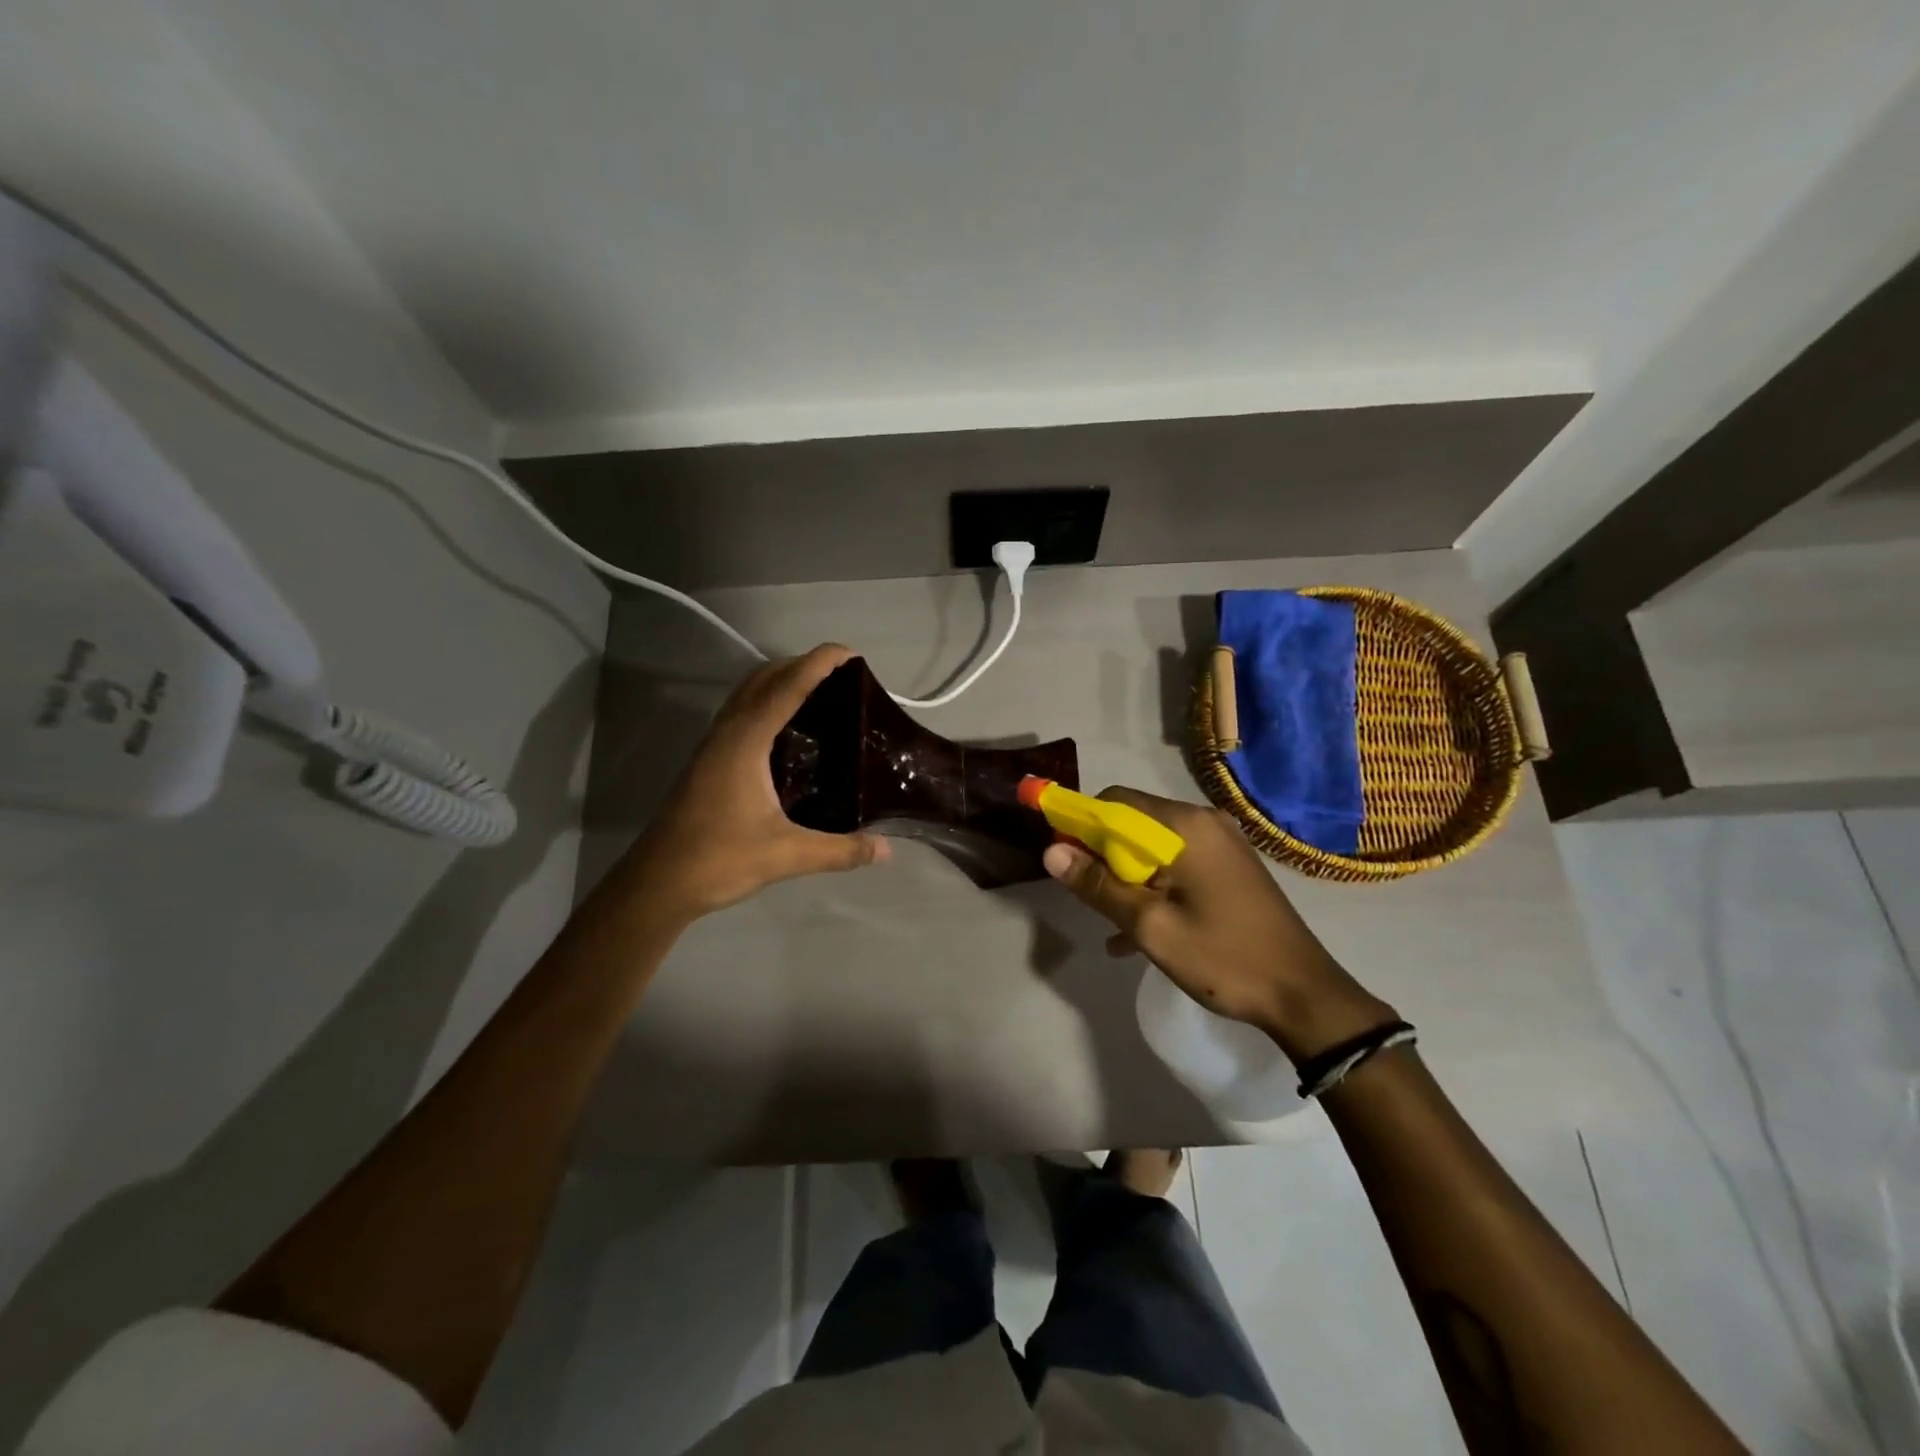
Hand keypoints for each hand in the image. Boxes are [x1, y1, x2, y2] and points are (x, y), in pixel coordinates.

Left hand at [620, 644, 888, 921]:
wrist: (658, 883)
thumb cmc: (719, 859)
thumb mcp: (787, 855)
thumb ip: (840, 850)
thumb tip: (886, 850)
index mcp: (745, 742)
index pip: (787, 687)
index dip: (819, 664)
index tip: (851, 653)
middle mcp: (727, 733)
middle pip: (764, 678)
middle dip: (801, 665)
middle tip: (842, 676)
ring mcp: (714, 745)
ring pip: (748, 694)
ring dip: (781, 681)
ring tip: (820, 693)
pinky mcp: (709, 761)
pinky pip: (742, 714)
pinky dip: (768, 703)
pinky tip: (789, 731)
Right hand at [1042, 787, 1395, 1063]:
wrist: (1304, 995)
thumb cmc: (1223, 957)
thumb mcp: (1150, 926)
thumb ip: (1098, 885)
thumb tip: (1051, 851)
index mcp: (1185, 826)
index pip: (1114, 801)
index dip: (1080, 825)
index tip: (1064, 860)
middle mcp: (1204, 821)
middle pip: (1134, 822)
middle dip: (1103, 855)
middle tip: (1089, 896)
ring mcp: (1222, 844)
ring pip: (1154, 846)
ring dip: (1126, 876)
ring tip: (1110, 920)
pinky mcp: (1230, 867)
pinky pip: (1178, 863)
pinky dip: (1153, 886)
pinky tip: (1136, 932)